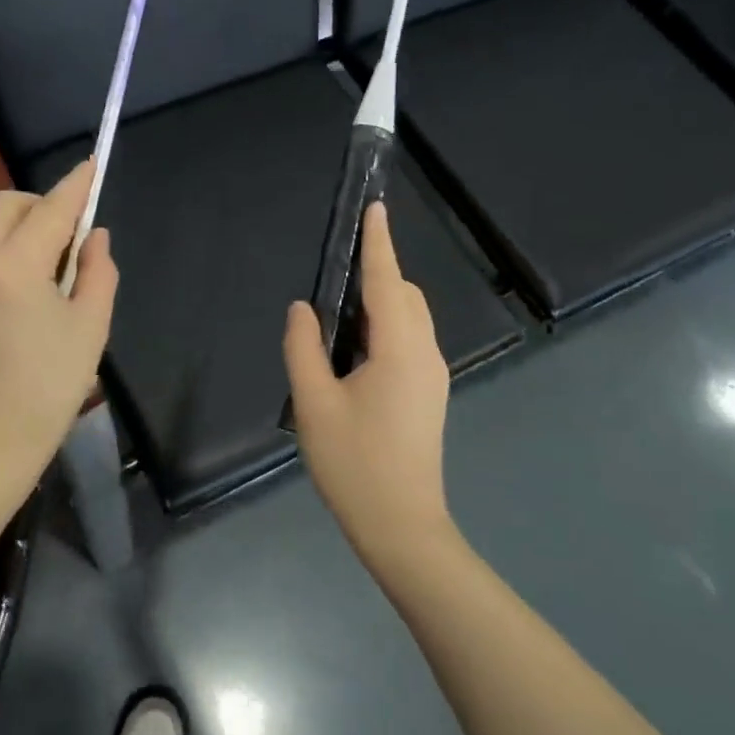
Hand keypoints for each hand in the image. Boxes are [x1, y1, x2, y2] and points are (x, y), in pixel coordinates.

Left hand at [0, 160, 116, 531]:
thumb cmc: (48, 390)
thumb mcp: (90, 329)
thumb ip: (99, 272)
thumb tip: (94, 236)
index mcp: (15, 267)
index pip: (51, 209)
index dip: (76, 185)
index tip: (93, 163)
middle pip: (9, 205)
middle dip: (44, 204)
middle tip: (75, 237)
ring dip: (22, 228)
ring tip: (52, 269)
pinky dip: (4, 251)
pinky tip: (24, 291)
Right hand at [283, 202, 452, 566]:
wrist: (402, 526)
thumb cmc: (354, 464)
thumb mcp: (314, 404)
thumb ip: (303, 348)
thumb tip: (303, 309)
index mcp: (399, 349)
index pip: (387, 281)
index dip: (379, 242)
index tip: (374, 208)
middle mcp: (424, 353)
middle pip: (404, 295)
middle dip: (377, 273)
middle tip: (335, 276)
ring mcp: (431, 375)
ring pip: (410, 318)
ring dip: (381, 302)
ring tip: (338, 315)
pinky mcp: (428, 393)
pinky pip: (409, 341)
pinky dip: (385, 327)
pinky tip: (354, 350)